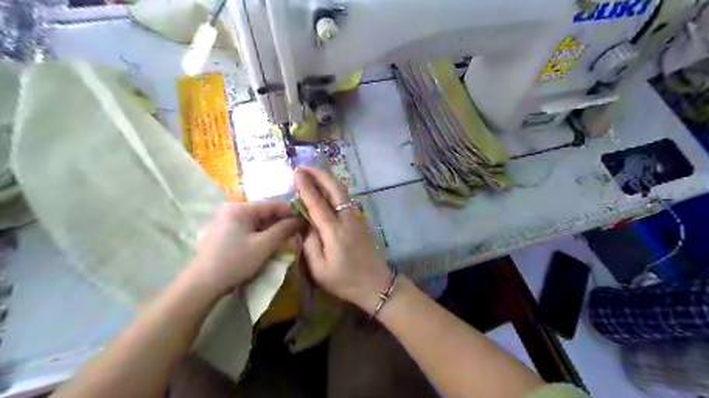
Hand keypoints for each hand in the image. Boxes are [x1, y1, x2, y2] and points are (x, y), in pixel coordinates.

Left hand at [187, 202, 299, 295]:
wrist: (203, 284)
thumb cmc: (235, 261)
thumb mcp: (264, 245)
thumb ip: (284, 229)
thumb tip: (301, 219)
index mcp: (241, 208)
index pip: (273, 204)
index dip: (291, 212)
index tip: (306, 221)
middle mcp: (232, 209)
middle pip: (265, 212)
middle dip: (281, 222)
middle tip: (297, 233)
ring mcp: (226, 220)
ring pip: (257, 221)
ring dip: (272, 230)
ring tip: (286, 240)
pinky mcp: (224, 232)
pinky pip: (248, 228)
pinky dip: (260, 234)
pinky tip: (268, 244)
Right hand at [295, 167, 392, 311]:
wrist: (376, 285)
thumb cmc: (345, 281)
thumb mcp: (319, 270)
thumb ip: (309, 244)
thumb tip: (305, 224)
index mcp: (334, 233)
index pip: (318, 203)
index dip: (306, 186)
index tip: (296, 172)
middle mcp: (347, 220)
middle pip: (335, 190)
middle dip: (319, 175)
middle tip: (303, 167)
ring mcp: (356, 219)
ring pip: (342, 192)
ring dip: (327, 180)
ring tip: (312, 173)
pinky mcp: (359, 221)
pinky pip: (345, 199)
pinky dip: (334, 189)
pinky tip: (326, 189)